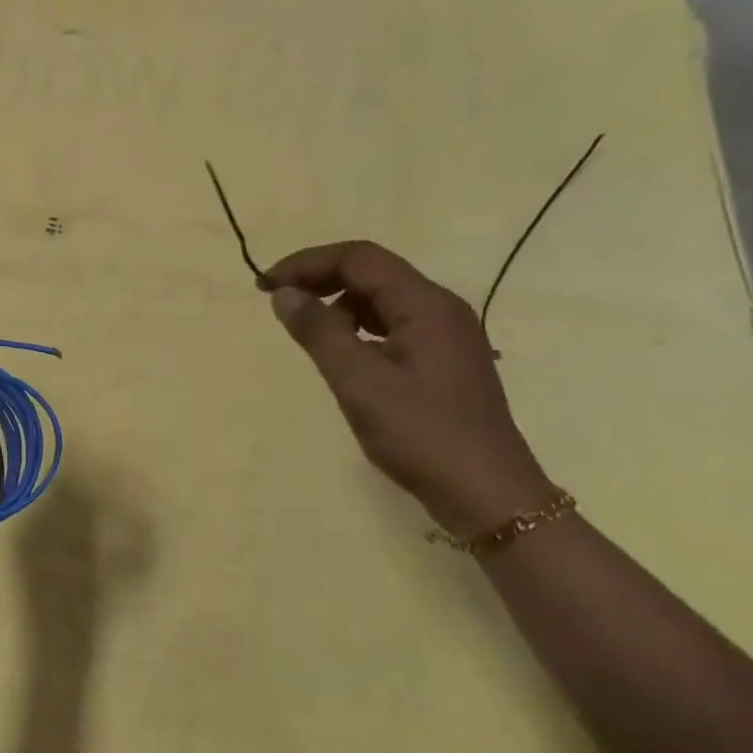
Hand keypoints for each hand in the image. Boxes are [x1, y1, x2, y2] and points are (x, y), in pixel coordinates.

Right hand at [259, 241, 557, 538]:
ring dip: (339, 305)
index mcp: (426, 304)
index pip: (358, 258)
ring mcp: (447, 335)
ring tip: (308, 334)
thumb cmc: (420, 433)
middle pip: (372, 272)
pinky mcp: (445, 360)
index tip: (265, 285)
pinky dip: (359, 328)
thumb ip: (318, 331)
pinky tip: (343, 355)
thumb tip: (284, 294)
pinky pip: (394, 325)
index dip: (306, 263)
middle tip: (278, 301)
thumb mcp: (358, 381)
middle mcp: (441, 308)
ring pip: (383, 299)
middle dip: (320, 279)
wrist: (488, 495)